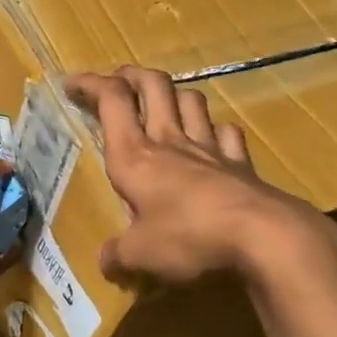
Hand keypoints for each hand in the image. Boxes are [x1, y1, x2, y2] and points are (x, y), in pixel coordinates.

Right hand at [66, 67, 336, 287]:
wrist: (264, 238)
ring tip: (163, 105)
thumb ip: (118, 254)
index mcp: (134, 155)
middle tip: (118, 80)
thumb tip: (105, 261)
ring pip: (191, 101)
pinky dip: (216, 131)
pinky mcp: (241, 165)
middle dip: (132, 75)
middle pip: (153, 85)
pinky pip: (227, 134)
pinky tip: (212, 140)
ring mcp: (209, 149)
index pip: (111, 101)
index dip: (90, 84)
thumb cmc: (188, 237)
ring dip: (174, 95)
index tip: (72, 84)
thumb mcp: (140, 254)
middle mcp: (170, 141)